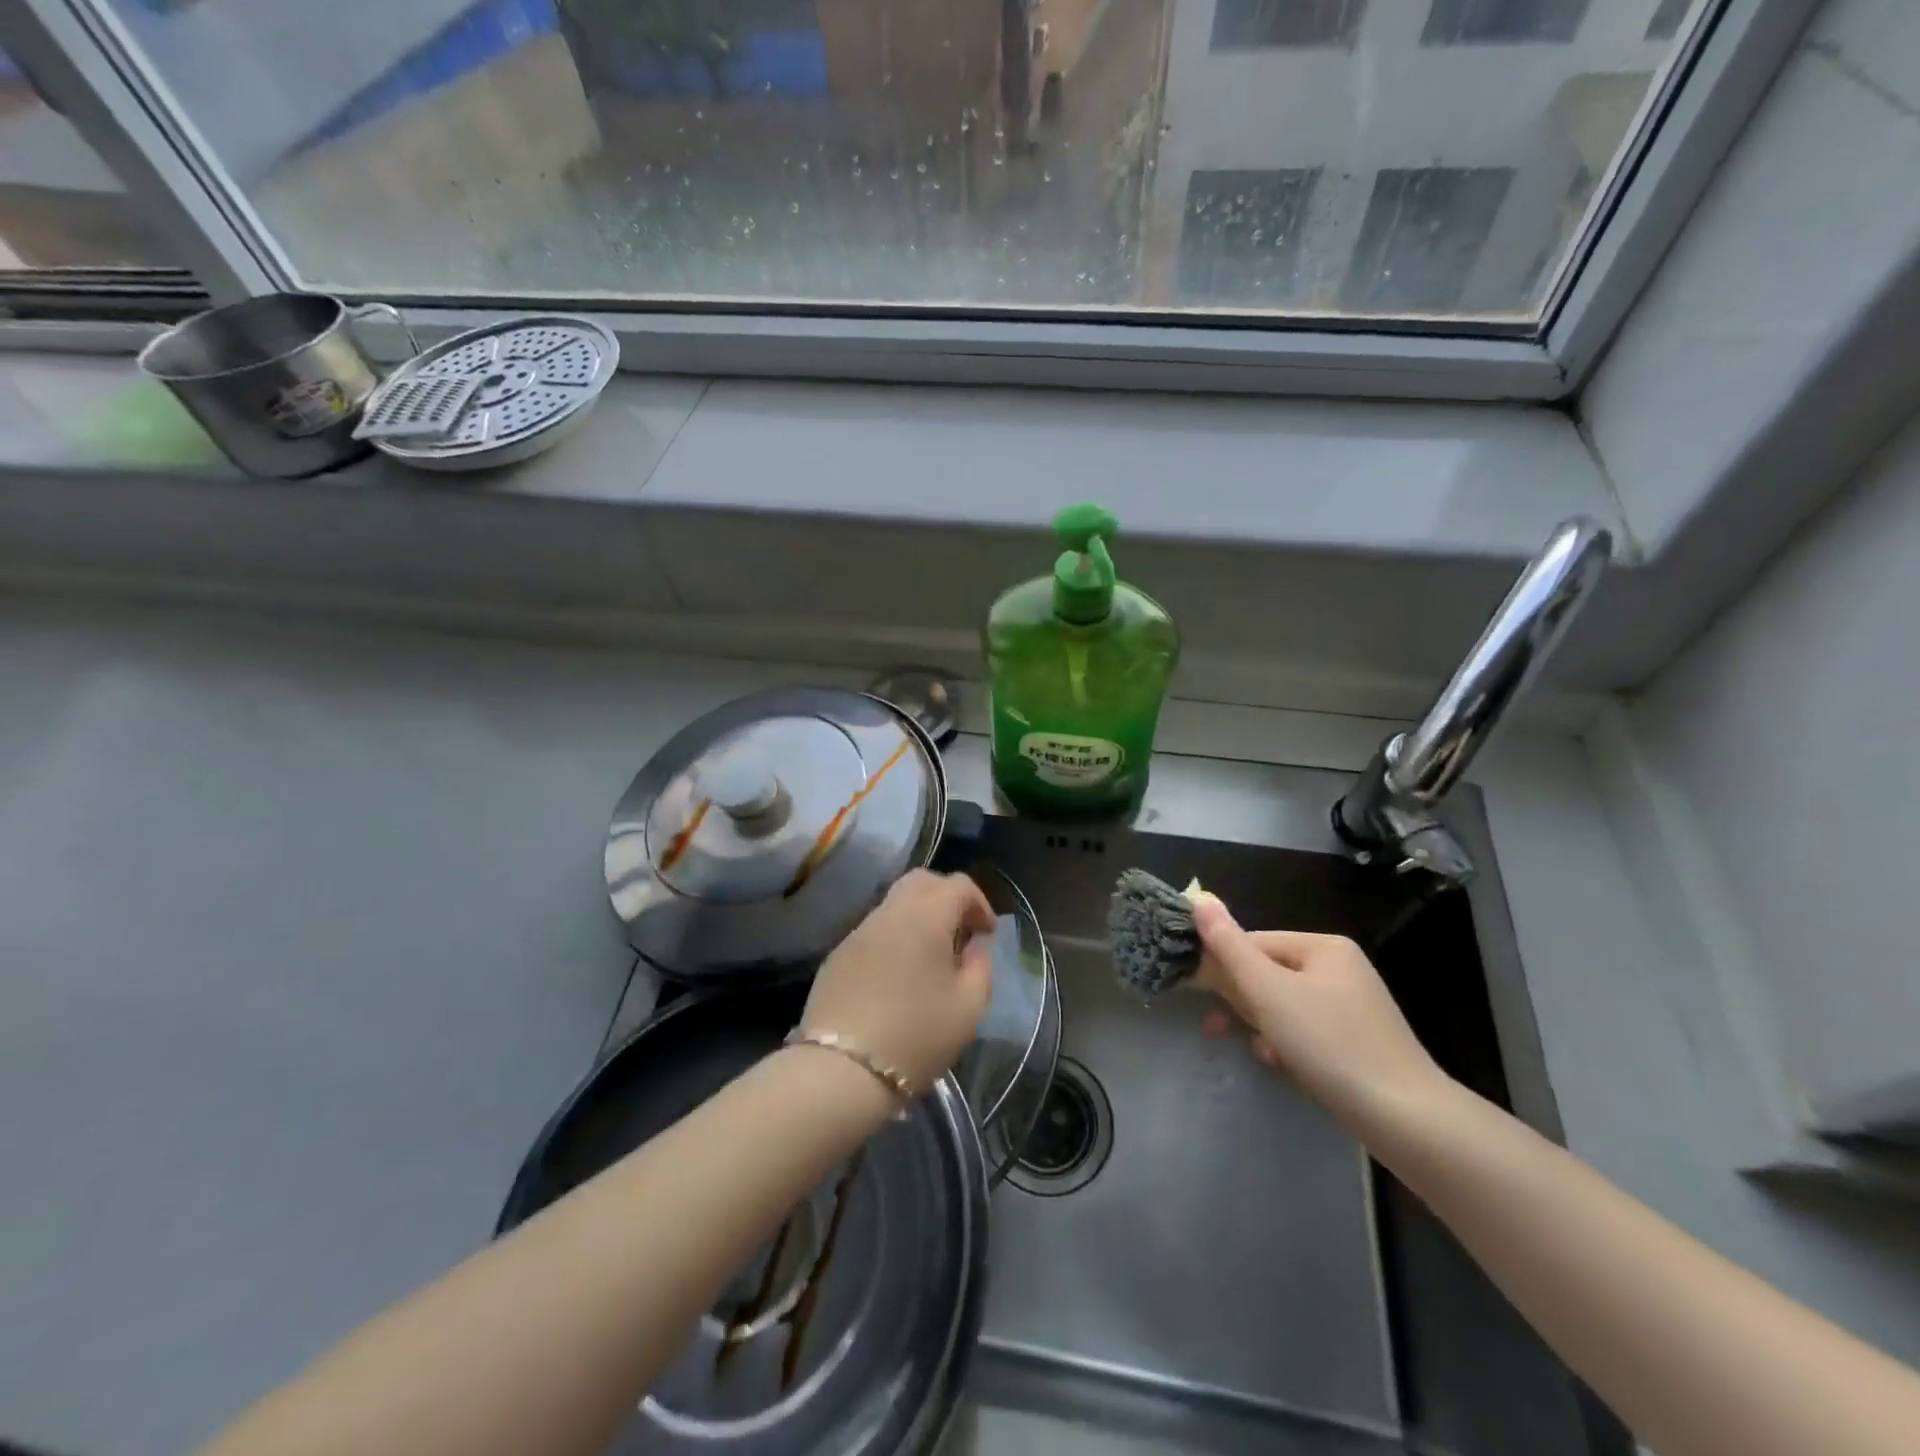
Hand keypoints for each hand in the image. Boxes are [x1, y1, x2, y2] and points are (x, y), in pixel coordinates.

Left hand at [802, 870, 996, 1095]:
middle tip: (959, 932)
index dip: (979, 903)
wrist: (842, 1070)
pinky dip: (893, 938)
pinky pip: (873, 931)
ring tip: (929, 957)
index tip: (986, 935)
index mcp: (925, 917)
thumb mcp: (969, 1007)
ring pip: (893, 904)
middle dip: (946, 897)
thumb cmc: (917, 1036)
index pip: (958, 885)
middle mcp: (889, 913)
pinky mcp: (837, 955)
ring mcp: (857, 932)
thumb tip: (974, 946)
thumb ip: (980, 966)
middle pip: (921, 881)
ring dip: (917, 917)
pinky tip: (897, 976)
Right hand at [1193, 894, 1449, 1123]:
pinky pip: (1306, 1032)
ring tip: (1262, 1052)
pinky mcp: (1357, 1043)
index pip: (1254, 943)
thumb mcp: (1268, 991)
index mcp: (1324, 946)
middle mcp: (1341, 968)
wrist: (1406, 1120)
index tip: (1202, 998)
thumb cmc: (1330, 1044)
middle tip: (1217, 1028)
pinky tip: (1284, 1066)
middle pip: (1269, 974)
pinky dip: (1288, 1046)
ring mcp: (1353, 1007)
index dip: (1224, 968)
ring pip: (1284, 1006)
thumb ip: (1229, 945)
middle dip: (1243, 1002)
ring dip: (1263, 1026)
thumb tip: (1199, 897)